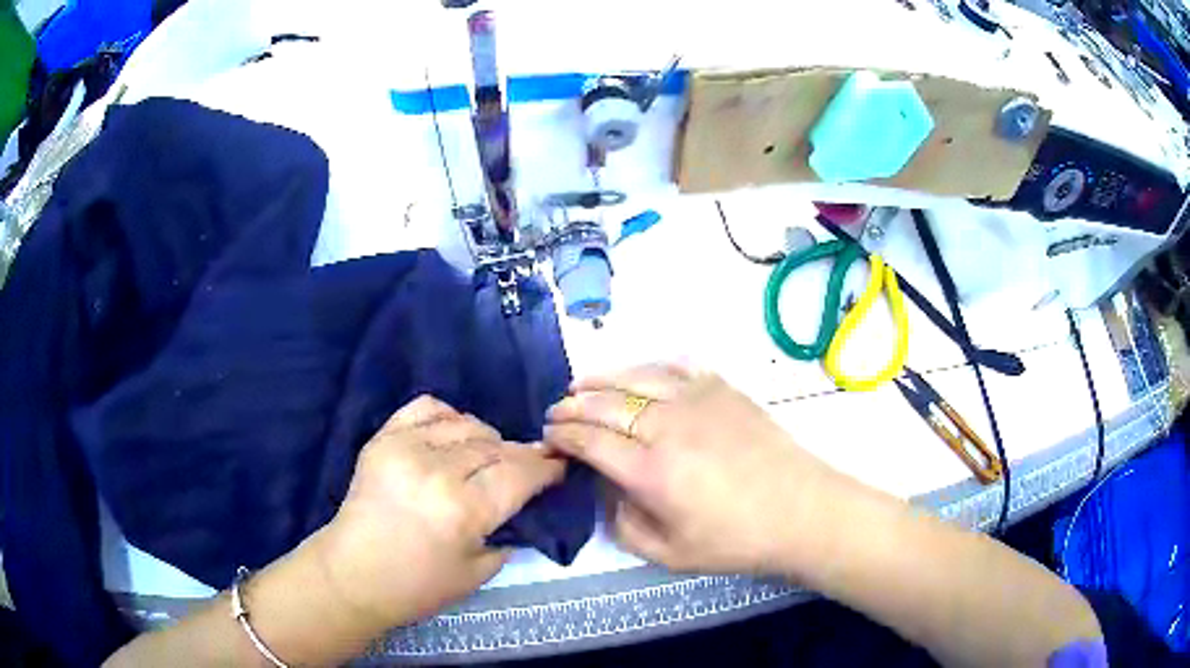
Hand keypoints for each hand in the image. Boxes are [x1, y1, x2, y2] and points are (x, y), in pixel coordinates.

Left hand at [313, 396, 565, 627]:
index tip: (559, 466)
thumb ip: (508, 532)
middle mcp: (437, 470)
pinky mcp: (383, 438)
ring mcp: (405, 448)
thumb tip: (526, 502)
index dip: (546, 467)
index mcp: (464, 509)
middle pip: (496, 446)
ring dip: (487, 439)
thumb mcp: (479, 572)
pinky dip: (448, 417)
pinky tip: (452, 436)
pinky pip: (426, 408)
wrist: (352, 574)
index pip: (520, 473)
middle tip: (529, 465)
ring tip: (488, 457)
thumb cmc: (417, 586)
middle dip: (521, 455)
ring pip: (466, 424)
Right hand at [545, 364, 842, 575]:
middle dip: (572, 406)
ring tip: (581, 385)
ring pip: (635, 377)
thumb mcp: (669, 553)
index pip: (590, 441)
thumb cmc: (735, 540)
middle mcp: (667, 426)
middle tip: (556, 412)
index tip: (548, 437)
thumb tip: (606, 490)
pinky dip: (648, 366)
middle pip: (605, 404)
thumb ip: (624, 524)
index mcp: (651, 472)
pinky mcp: (722, 388)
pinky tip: (638, 374)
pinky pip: (675, 366)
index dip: (562, 436)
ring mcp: (697, 400)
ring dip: (601, 379)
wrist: (800, 510)